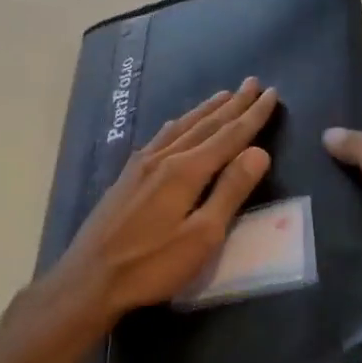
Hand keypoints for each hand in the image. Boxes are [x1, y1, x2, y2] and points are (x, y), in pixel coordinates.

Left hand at [46, 79, 278, 327]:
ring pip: (180, 127)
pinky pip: (161, 137)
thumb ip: (230, 192)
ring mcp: (140, 165)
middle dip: (232, 105)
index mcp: (185, 171)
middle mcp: (163, 158)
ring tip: (223, 95)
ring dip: (206, 110)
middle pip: (205, 125)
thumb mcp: (202, 236)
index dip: (253, 116)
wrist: (89, 280)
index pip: (229, 136)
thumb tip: (258, 152)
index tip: (272, 94)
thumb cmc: (152, 265)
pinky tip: (177, 125)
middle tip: (253, 82)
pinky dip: (179, 125)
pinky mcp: (126, 177)